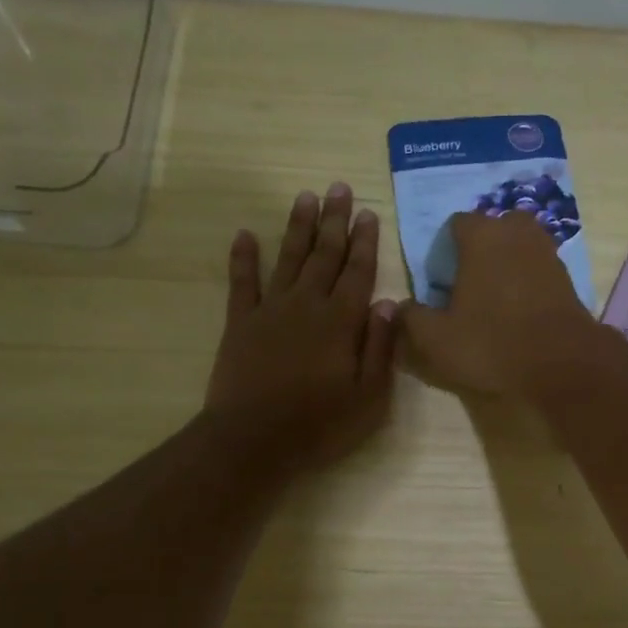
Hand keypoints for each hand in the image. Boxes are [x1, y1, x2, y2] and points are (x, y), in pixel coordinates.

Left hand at [205, 183, 396, 470]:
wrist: (253, 439)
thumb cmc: (320, 424)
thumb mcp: (369, 396)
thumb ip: (379, 347)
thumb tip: (387, 303)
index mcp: (342, 322)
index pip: (358, 272)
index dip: (364, 242)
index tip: (368, 213)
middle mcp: (307, 305)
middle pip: (324, 255)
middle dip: (334, 221)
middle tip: (339, 188)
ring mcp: (270, 310)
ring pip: (288, 258)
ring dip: (298, 227)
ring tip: (306, 197)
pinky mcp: (240, 323)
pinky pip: (242, 282)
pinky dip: (243, 257)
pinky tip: (245, 234)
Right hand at [398, 210, 598, 395]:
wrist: (562, 366)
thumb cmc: (492, 343)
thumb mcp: (436, 339)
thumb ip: (412, 318)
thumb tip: (401, 307)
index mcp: (482, 235)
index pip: (456, 225)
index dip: (444, 251)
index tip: (441, 282)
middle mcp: (517, 232)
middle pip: (493, 230)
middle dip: (480, 250)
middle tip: (468, 286)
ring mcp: (548, 252)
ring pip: (519, 248)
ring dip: (506, 265)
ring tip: (493, 300)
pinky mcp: (567, 278)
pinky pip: (538, 270)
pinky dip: (527, 282)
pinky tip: (519, 311)